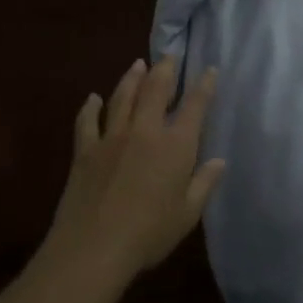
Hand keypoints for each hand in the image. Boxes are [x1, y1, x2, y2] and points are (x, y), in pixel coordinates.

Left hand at [43, 57, 225, 287]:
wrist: (94, 247)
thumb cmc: (149, 234)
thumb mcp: (187, 213)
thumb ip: (204, 183)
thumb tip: (218, 161)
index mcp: (176, 146)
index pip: (195, 106)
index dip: (204, 86)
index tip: (209, 69)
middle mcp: (145, 131)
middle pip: (155, 90)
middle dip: (165, 70)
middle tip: (170, 55)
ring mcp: (111, 138)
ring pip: (122, 97)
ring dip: (131, 78)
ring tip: (138, 64)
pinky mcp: (84, 150)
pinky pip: (87, 121)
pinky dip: (91, 107)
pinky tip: (93, 98)